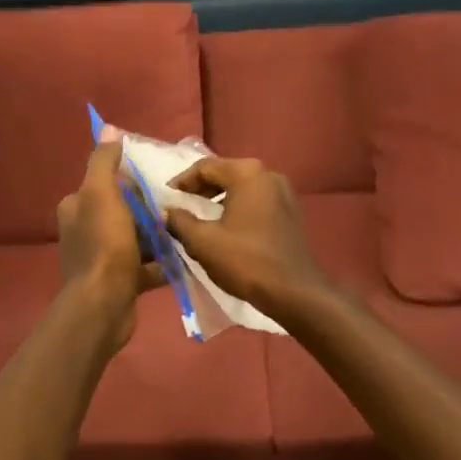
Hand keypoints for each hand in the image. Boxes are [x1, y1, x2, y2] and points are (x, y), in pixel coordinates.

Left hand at [57, 134, 163, 351]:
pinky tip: (184, 258)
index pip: (105, 183)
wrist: (104, 305)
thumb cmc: (104, 244)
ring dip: (158, 235)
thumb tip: (107, 128)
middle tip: (178, 205)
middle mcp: (84, 231)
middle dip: (148, 209)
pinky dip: (162, 263)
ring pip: (135, 239)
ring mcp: (102, 259)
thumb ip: (104, 161)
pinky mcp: (119, 282)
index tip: (158, 180)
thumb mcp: (101, 193)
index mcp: (76, 207)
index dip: (130, 180)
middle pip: (123, 211)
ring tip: (186, 229)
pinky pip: (145, 266)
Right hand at [164, 157, 329, 320]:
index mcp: (247, 174)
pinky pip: (257, 202)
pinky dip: (238, 209)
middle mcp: (269, 175)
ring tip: (199, 218)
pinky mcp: (291, 213)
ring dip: (219, 199)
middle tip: (180, 206)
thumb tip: (166, 212)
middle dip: (200, 189)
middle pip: (226, 174)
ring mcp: (285, 193)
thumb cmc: (245, 261)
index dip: (182, 182)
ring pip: (242, 188)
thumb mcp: (203, 242)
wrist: (294, 292)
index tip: (166, 198)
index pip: (205, 167)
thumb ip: (179, 221)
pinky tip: (226, 228)